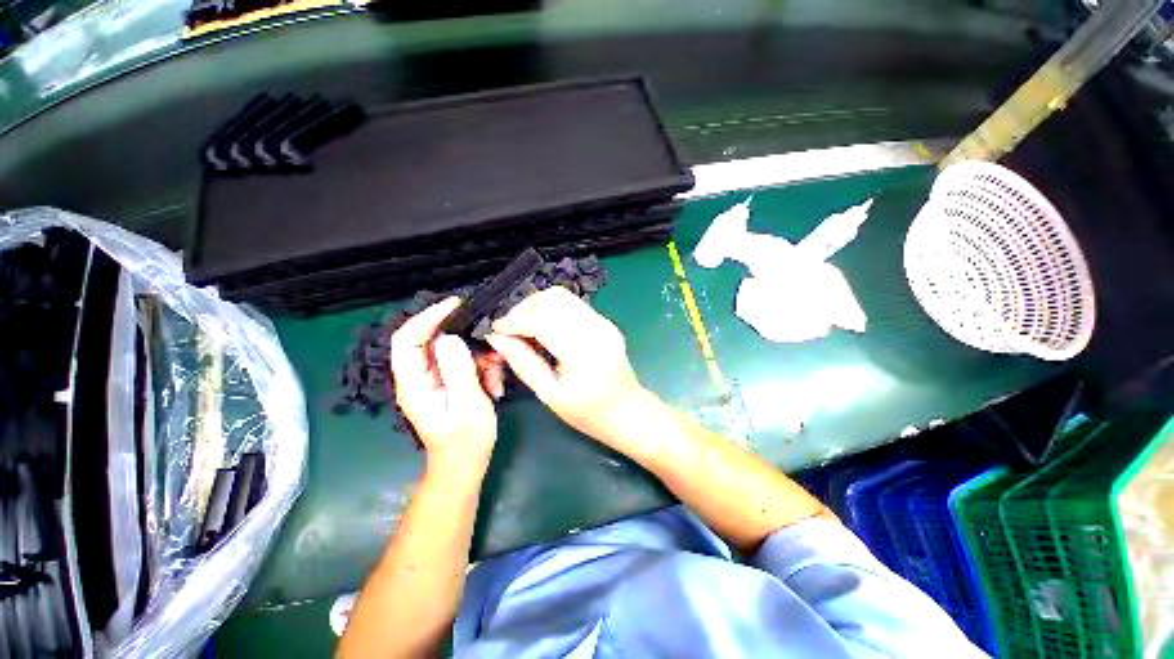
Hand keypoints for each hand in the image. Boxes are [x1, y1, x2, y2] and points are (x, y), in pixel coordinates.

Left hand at [389, 297, 497, 473]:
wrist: (464, 466)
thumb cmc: (465, 443)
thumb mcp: (468, 406)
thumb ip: (458, 371)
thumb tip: (450, 338)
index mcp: (415, 383)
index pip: (407, 339)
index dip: (427, 317)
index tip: (456, 305)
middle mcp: (419, 377)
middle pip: (434, 341)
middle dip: (466, 341)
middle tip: (492, 348)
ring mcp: (434, 380)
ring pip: (454, 351)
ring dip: (479, 358)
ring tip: (496, 377)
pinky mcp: (448, 382)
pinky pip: (464, 363)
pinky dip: (482, 368)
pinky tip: (494, 385)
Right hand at [485, 287, 652, 449]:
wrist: (628, 411)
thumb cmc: (588, 413)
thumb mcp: (550, 395)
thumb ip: (523, 363)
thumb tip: (497, 338)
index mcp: (584, 353)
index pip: (542, 321)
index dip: (514, 320)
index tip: (494, 329)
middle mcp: (596, 329)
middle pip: (552, 299)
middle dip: (523, 308)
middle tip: (508, 328)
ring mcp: (603, 322)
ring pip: (562, 296)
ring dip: (536, 305)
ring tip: (523, 326)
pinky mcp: (604, 321)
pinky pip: (572, 304)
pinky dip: (551, 309)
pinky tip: (543, 327)